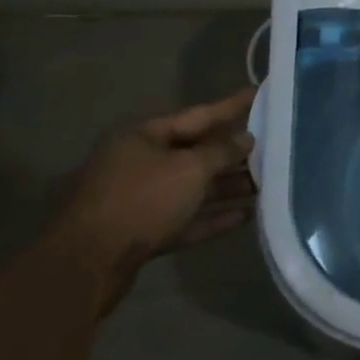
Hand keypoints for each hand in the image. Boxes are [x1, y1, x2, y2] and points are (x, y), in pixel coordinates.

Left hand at [58, 88, 256, 311]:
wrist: (85, 267)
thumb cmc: (140, 201)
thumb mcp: (190, 169)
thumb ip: (222, 151)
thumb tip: (247, 138)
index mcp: (144, 136)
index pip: (198, 114)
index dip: (232, 105)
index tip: (262, 92)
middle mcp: (139, 162)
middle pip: (196, 151)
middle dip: (234, 152)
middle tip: (274, 144)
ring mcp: (139, 199)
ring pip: (192, 187)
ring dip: (227, 187)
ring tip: (267, 183)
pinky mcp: (142, 233)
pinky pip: (186, 218)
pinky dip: (213, 216)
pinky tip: (246, 216)